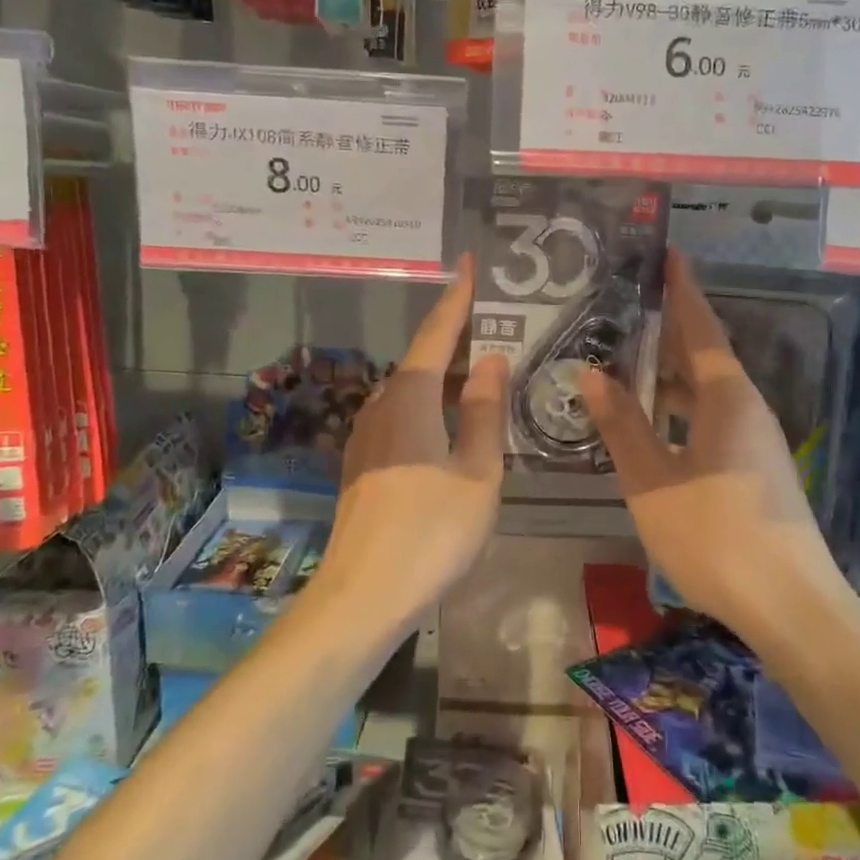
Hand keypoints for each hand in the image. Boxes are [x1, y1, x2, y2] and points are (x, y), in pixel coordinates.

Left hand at [307, 255, 508, 635]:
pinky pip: (403, 416)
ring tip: (483, 370)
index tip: (470, 262)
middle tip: (497, 323)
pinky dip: (431, 405)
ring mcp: (367, 435)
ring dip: (445, 375)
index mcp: (410, 396)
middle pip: (423, 358)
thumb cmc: (431, 531)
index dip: (458, 297)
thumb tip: (492, 358)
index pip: (437, 332)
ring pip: (412, 390)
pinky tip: (452, 423)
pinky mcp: (364, 463)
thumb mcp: (477, 470)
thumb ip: (483, 410)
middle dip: (458, 338)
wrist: (363, 596)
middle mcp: (381, 404)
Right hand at [579, 248, 847, 640]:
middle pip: (704, 354)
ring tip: (626, 357)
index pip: (700, 326)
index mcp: (726, 396)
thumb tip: (591, 373)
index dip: (681, 289)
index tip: (667, 253)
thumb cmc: (716, 536)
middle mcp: (746, 407)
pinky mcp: (754, 467)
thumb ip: (622, 425)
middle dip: (670, 326)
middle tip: (627, 303)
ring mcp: (755, 439)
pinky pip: (711, 417)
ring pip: (706, 389)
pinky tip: (651, 419)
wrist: (791, 607)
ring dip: (670, 372)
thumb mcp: (653, 481)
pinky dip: (679, 406)